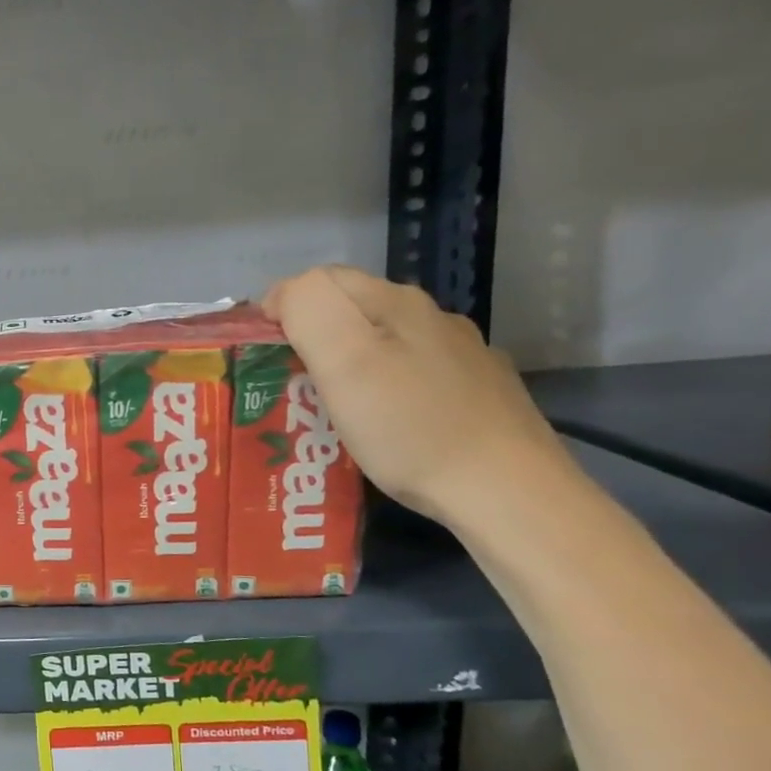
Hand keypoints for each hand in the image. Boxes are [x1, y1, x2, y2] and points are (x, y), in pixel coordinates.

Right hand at [261, 267, 572, 528]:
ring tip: (328, 410)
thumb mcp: (345, 362)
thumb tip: (283, 295)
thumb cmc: (409, 428)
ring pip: (382, 342)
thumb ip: (309, 310)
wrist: (505, 490)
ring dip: (347, 365)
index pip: (318, 280)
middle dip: (310, 338)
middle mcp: (430, 317)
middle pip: (350, 309)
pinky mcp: (475, 391)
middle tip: (288, 388)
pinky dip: (383, 389)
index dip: (282, 310)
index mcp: (394, 303)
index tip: (265, 358)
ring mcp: (459, 354)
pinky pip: (410, 374)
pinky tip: (382, 423)